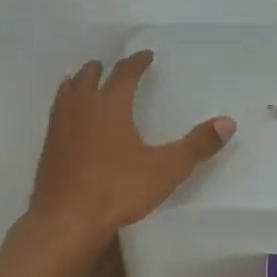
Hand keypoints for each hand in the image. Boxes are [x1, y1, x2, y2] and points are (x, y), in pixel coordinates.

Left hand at [27, 51, 234, 249]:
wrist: (65, 221)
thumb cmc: (117, 190)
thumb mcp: (165, 169)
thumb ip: (197, 145)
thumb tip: (228, 122)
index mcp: (110, 104)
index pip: (125, 72)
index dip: (137, 61)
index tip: (146, 55)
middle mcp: (82, 106)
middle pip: (90, 76)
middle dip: (105, 69)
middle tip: (116, 68)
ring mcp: (60, 125)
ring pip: (69, 90)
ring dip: (81, 82)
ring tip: (87, 82)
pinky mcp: (48, 146)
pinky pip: (58, 111)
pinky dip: (66, 102)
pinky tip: (70, 118)